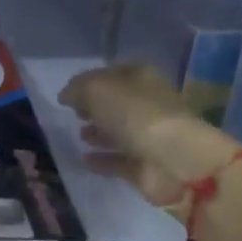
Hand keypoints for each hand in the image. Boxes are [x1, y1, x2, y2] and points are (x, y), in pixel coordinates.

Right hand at [60, 63, 241, 205]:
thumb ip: (77, 89)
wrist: (174, 161)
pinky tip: (84, 159)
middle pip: (117, 103)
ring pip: (119, 132)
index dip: (91, 80)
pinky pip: (118, 161)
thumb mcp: (97, 90)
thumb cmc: (136, 115)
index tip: (70, 93)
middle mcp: (147, 104)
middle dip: (96, 107)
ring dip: (100, 133)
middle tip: (74, 113)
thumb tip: (67, 95)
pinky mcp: (144, 167)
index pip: (113, 73)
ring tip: (78, 135)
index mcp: (142, 78)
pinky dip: (102, 160)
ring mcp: (148, 137)